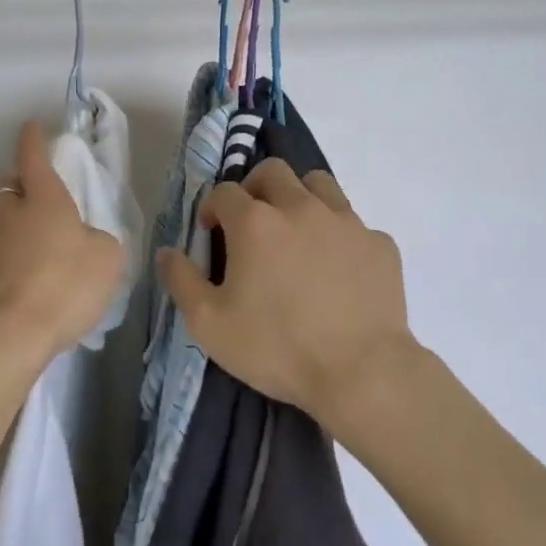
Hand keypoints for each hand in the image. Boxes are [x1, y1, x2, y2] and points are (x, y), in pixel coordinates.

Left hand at [0, 120, 125, 367]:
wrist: (12, 337)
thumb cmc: (65, 284)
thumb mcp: (106, 258)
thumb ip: (99, 240)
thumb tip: (87, 241)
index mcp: (43, 197)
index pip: (32, 155)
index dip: (33, 139)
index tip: (32, 127)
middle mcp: (11, 213)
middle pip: (11, 186)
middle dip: (24, 186)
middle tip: (45, 199)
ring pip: (4, 220)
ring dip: (20, 224)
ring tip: (45, 247)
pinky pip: (2, 253)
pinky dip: (16, 256)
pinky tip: (35, 278)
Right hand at [158, 159, 413, 426]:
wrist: (362, 373)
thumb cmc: (278, 348)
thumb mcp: (210, 325)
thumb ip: (181, 281)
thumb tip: (166, 252)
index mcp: (256, 221)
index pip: (224, 191)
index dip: (213, 208)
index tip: (212, 235)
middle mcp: (300, 206)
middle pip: (272, 171)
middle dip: (255, 188)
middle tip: (252, 223)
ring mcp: (345, 221)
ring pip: (318, 183)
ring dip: (301, 197)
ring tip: (297, 232)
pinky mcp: (379, 243)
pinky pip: (354, 224)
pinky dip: (340, 236)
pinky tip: (339, 269)